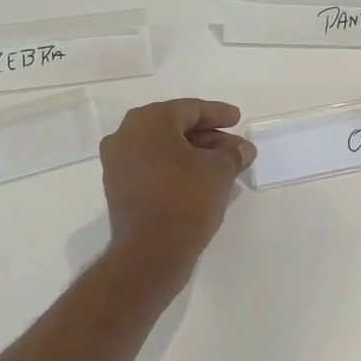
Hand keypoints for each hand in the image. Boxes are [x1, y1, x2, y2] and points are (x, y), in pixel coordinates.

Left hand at [100, 99, 255, 275]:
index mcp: (148, 121)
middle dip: (208, 136)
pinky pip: (152, 167)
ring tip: (224, 165)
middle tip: (234, 146)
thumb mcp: (219, 171)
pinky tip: (201, 179)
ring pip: (163, 149)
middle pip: (174, 128)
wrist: (150, 251)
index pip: (189, 109)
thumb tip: (242, 149)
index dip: (217, 114)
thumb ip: (233, 154)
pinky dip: (176, 168)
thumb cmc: (186, 198)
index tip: (238, 119)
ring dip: (193, 154)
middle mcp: (126, 135)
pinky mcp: (119, 188)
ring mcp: (118, 163)